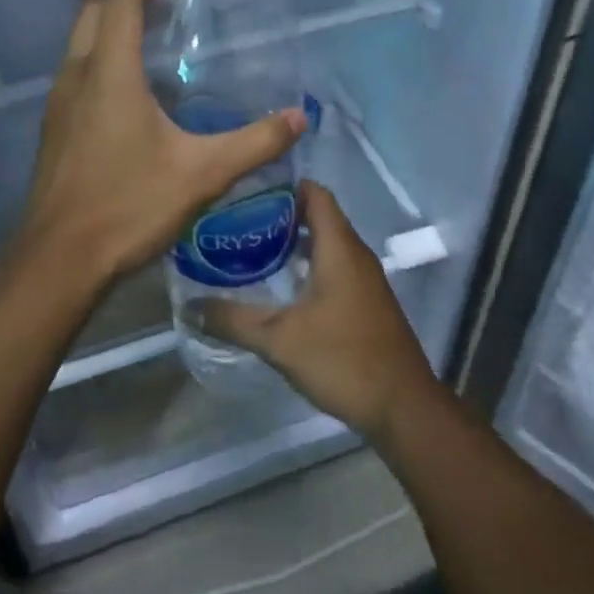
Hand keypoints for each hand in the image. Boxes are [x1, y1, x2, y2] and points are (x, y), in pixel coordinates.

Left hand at [12, 0, 308, 290]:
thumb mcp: (203, 174)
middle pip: (93, 12)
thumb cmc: (128, 206)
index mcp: (109, 73)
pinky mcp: (54, 127)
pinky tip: (134, 96)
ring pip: (80, 42)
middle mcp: (76, 76)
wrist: (58, 261)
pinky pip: (77, 72)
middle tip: (171, 9)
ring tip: (158, 46)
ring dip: (112, 30)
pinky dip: (102, 60)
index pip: (120, 0)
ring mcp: (58, 102)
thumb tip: (299, 117)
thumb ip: (255, 142)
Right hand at [187, 181, 442, 439]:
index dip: (283, 185)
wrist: (403, 407)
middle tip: (239, 221)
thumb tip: (190, 306)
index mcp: (339, 247)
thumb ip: (233, 320)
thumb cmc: (343, 359)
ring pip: (327, 243)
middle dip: (280, 214)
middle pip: (318, 215)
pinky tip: (283, 285)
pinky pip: (335, 265)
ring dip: (294, 241)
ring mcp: (365, 278)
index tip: (247, 191)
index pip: (315, 193)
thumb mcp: (279, 341)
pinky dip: (309, 264)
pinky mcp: (367, 301)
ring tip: (253, 249)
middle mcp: (355, 254)